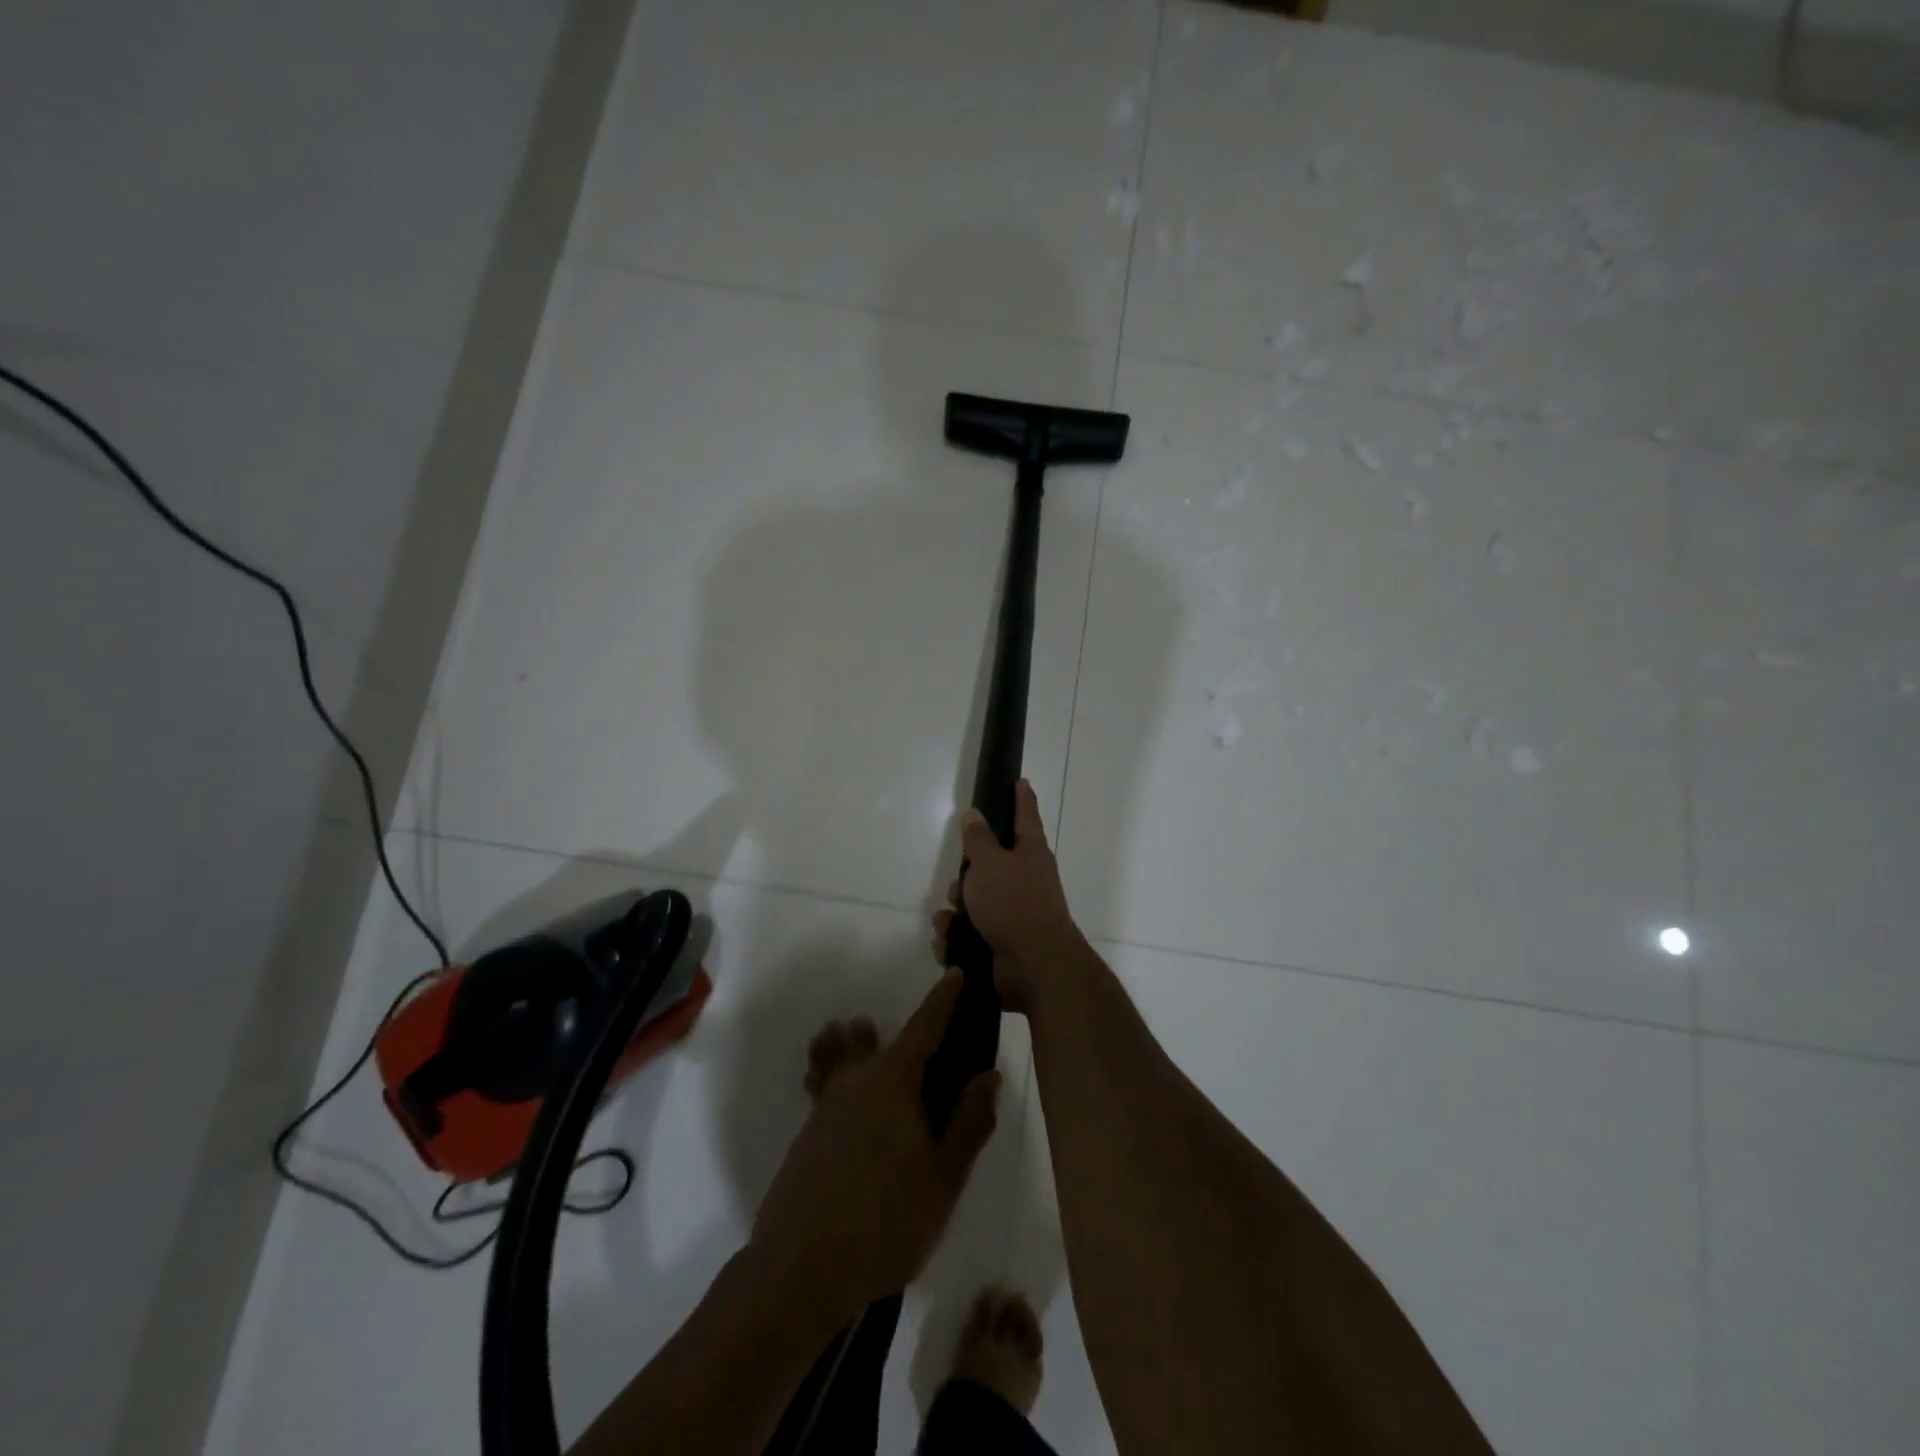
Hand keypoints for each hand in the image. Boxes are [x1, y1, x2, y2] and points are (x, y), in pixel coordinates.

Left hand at [751, 971, 1000, 1319]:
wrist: (799, 1270)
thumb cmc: (885, 1221)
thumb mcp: (944, 1179)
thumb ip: (970, 1122)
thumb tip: (988, 1075)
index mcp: (893, 1080)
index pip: (925, 1026)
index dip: (943, 1000)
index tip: (955, 973)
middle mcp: (856, 1079)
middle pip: (882, 1041)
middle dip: (907, 1038)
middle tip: (933, 1057)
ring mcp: (825, 1103)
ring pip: (846, 1058)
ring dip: (862, 1050)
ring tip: (881, 1066)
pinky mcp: (807, 1131)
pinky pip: (828, 1085)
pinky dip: (841, 1078)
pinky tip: (853, 1111)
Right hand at [931, 778, 1081, 1013]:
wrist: (1034, 965)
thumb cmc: (1013, 903)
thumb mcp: (989, 863)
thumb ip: (978, 839)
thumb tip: (974, 814)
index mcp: (1030, 853)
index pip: (1025, 816)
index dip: (1021, 798)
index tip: (1019, 781)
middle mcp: (1027, 880)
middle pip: (991, 866)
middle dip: (967, 876)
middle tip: (959, 885)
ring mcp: (1017, 914)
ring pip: (977, 902)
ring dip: (957, 912)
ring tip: (949, 922)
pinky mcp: (1005, 943)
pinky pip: (972, 934)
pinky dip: (958, 939)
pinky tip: (949, 945)